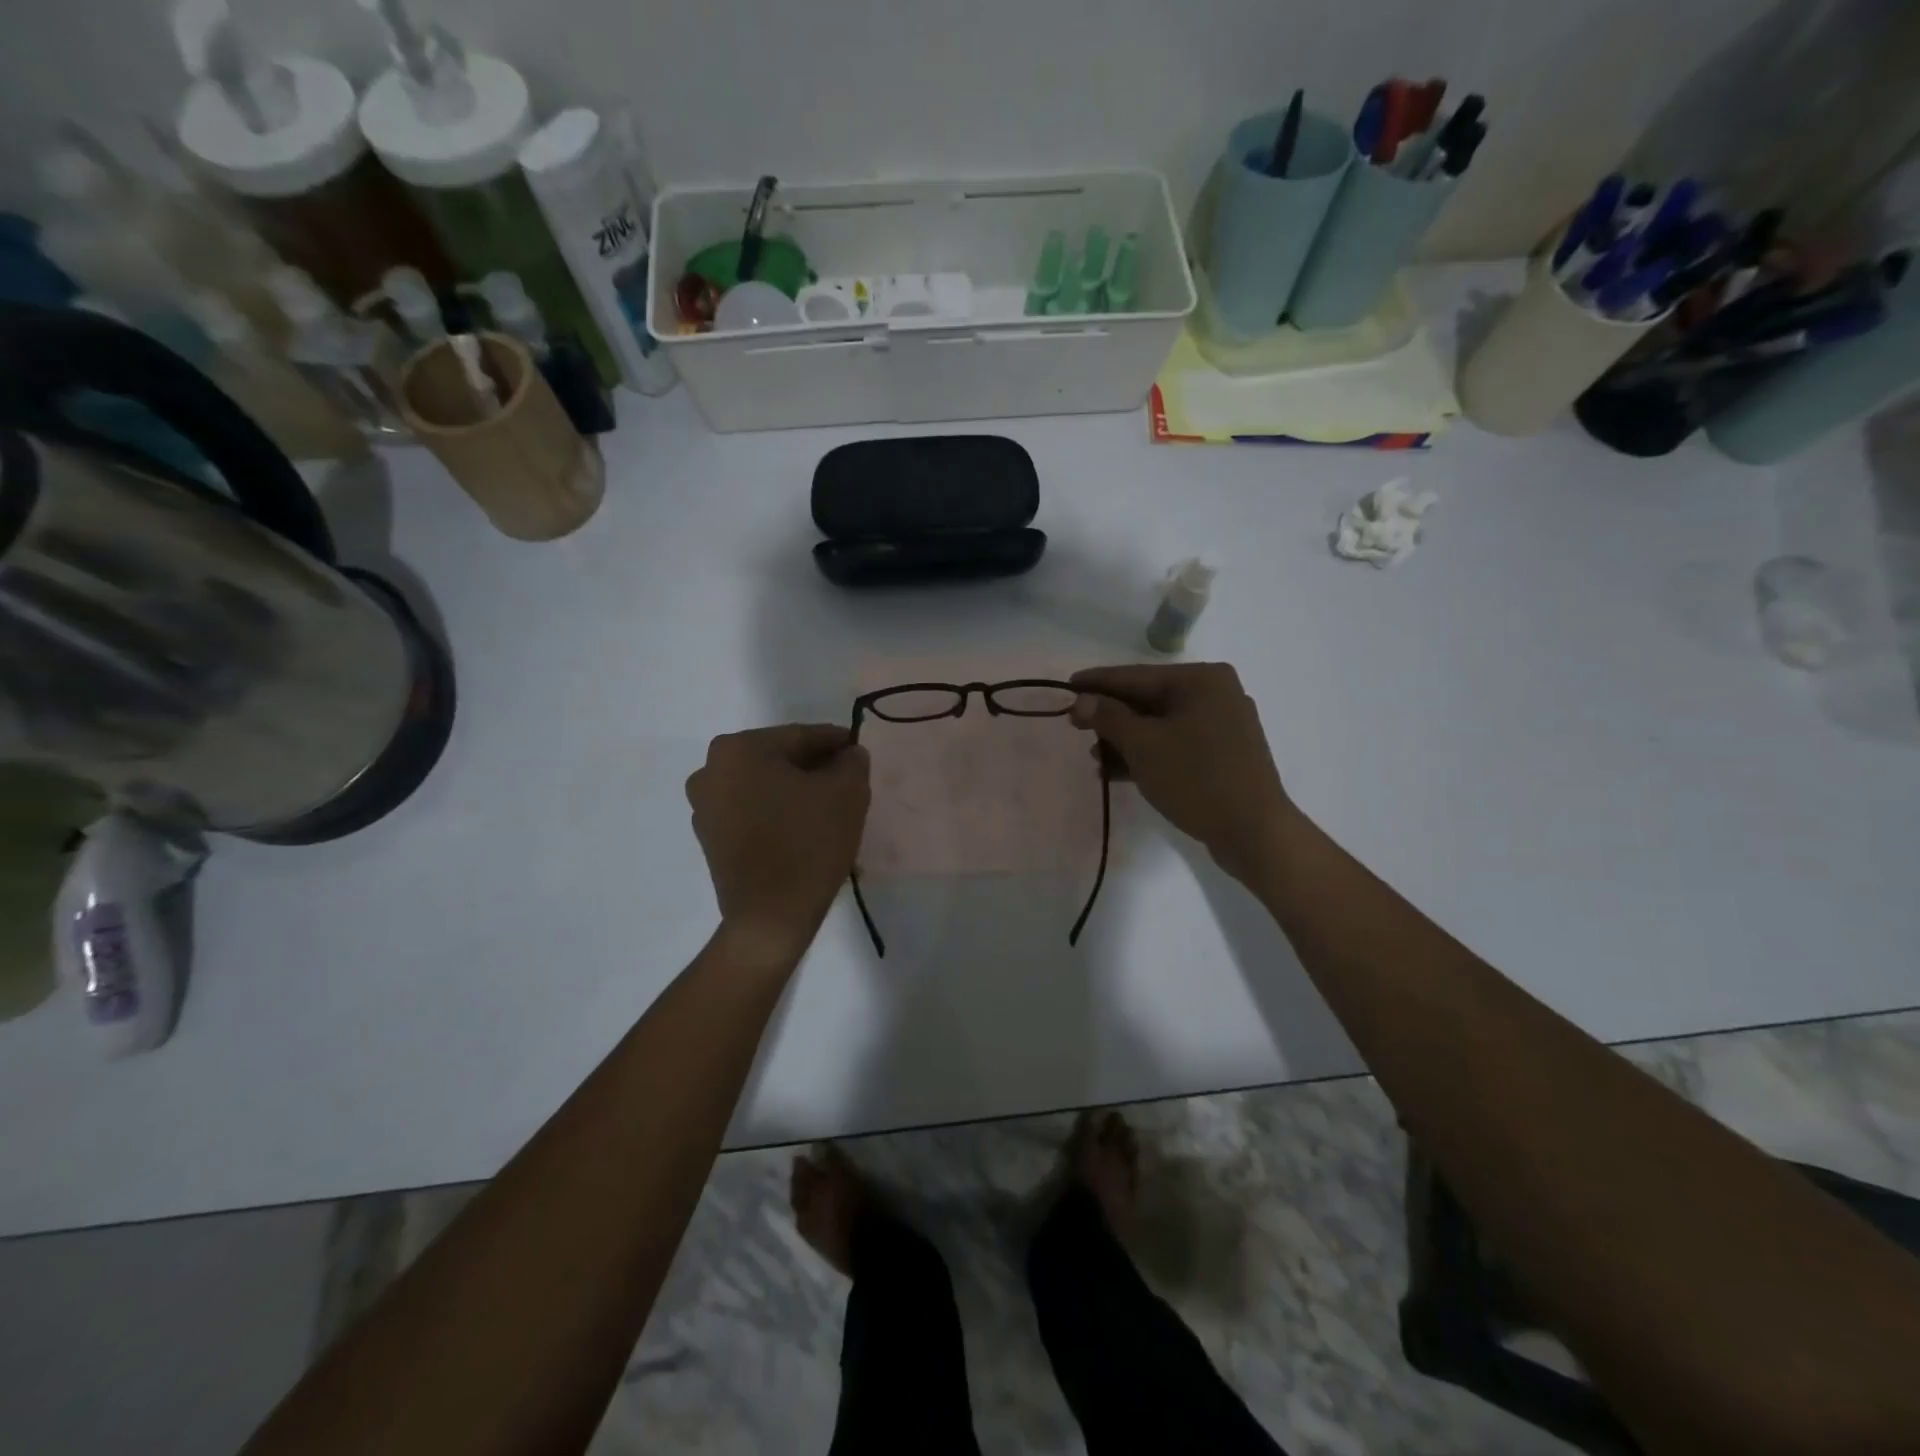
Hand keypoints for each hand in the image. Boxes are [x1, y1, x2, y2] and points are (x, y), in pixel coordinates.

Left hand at [686, 725, 870, 964]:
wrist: (770, 917)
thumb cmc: (808, 844)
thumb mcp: (847, 793)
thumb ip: (852, 762)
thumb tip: (849, 754)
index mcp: (740, 748)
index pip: (801, 736)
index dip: (836, 743)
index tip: (859, 751)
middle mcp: (711, 769)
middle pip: (779, 759)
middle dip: (815, 768)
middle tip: (848, 782)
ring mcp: (704, 806)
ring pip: (764, 786)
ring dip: (795, 792)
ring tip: (828, 810)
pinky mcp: (709, 837)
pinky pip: (751, 811)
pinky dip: (777, 813)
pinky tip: (804, 830)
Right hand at [1070, 663, 1291, 883]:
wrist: (1253, 832)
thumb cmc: (1196, 778)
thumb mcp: (1143, 745)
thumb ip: (1108, 717)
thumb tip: (1082, 700)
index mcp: (1201, 680)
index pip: (1136, 676)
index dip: (1097, 682)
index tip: (1066, 686)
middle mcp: (1215, 694)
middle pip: (1148, 699)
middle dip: (1110, 717)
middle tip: (1074, 725)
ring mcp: (1222, 726)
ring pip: (1160, 725)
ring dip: (1124, 740)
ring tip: (1093, 757)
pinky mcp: (1223, 755)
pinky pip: (1175, 745)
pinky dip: (1147, 755)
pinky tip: (1116, 772)